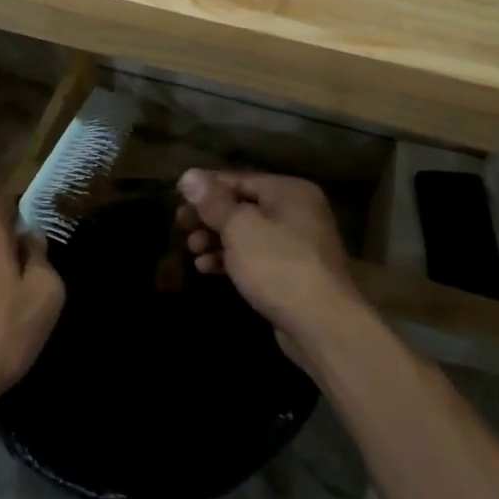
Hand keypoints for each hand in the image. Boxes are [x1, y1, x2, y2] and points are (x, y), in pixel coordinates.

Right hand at [175, 170, 362, 368]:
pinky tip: (207, 268)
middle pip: (243, 206)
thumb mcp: (239, 227)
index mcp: (289, 191)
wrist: (321, 323)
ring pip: (247, 234)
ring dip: (216, 239)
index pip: (239, 179)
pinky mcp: (291, 273)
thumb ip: (213, 201)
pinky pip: (255, 258)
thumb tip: (189, 175)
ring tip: (192, 250)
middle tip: (180, 226)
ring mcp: (296, 244)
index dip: (206, 188)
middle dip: (209, 217)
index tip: (177, 198)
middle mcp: (296, 211)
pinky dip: (231, 259)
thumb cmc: (278, 264)